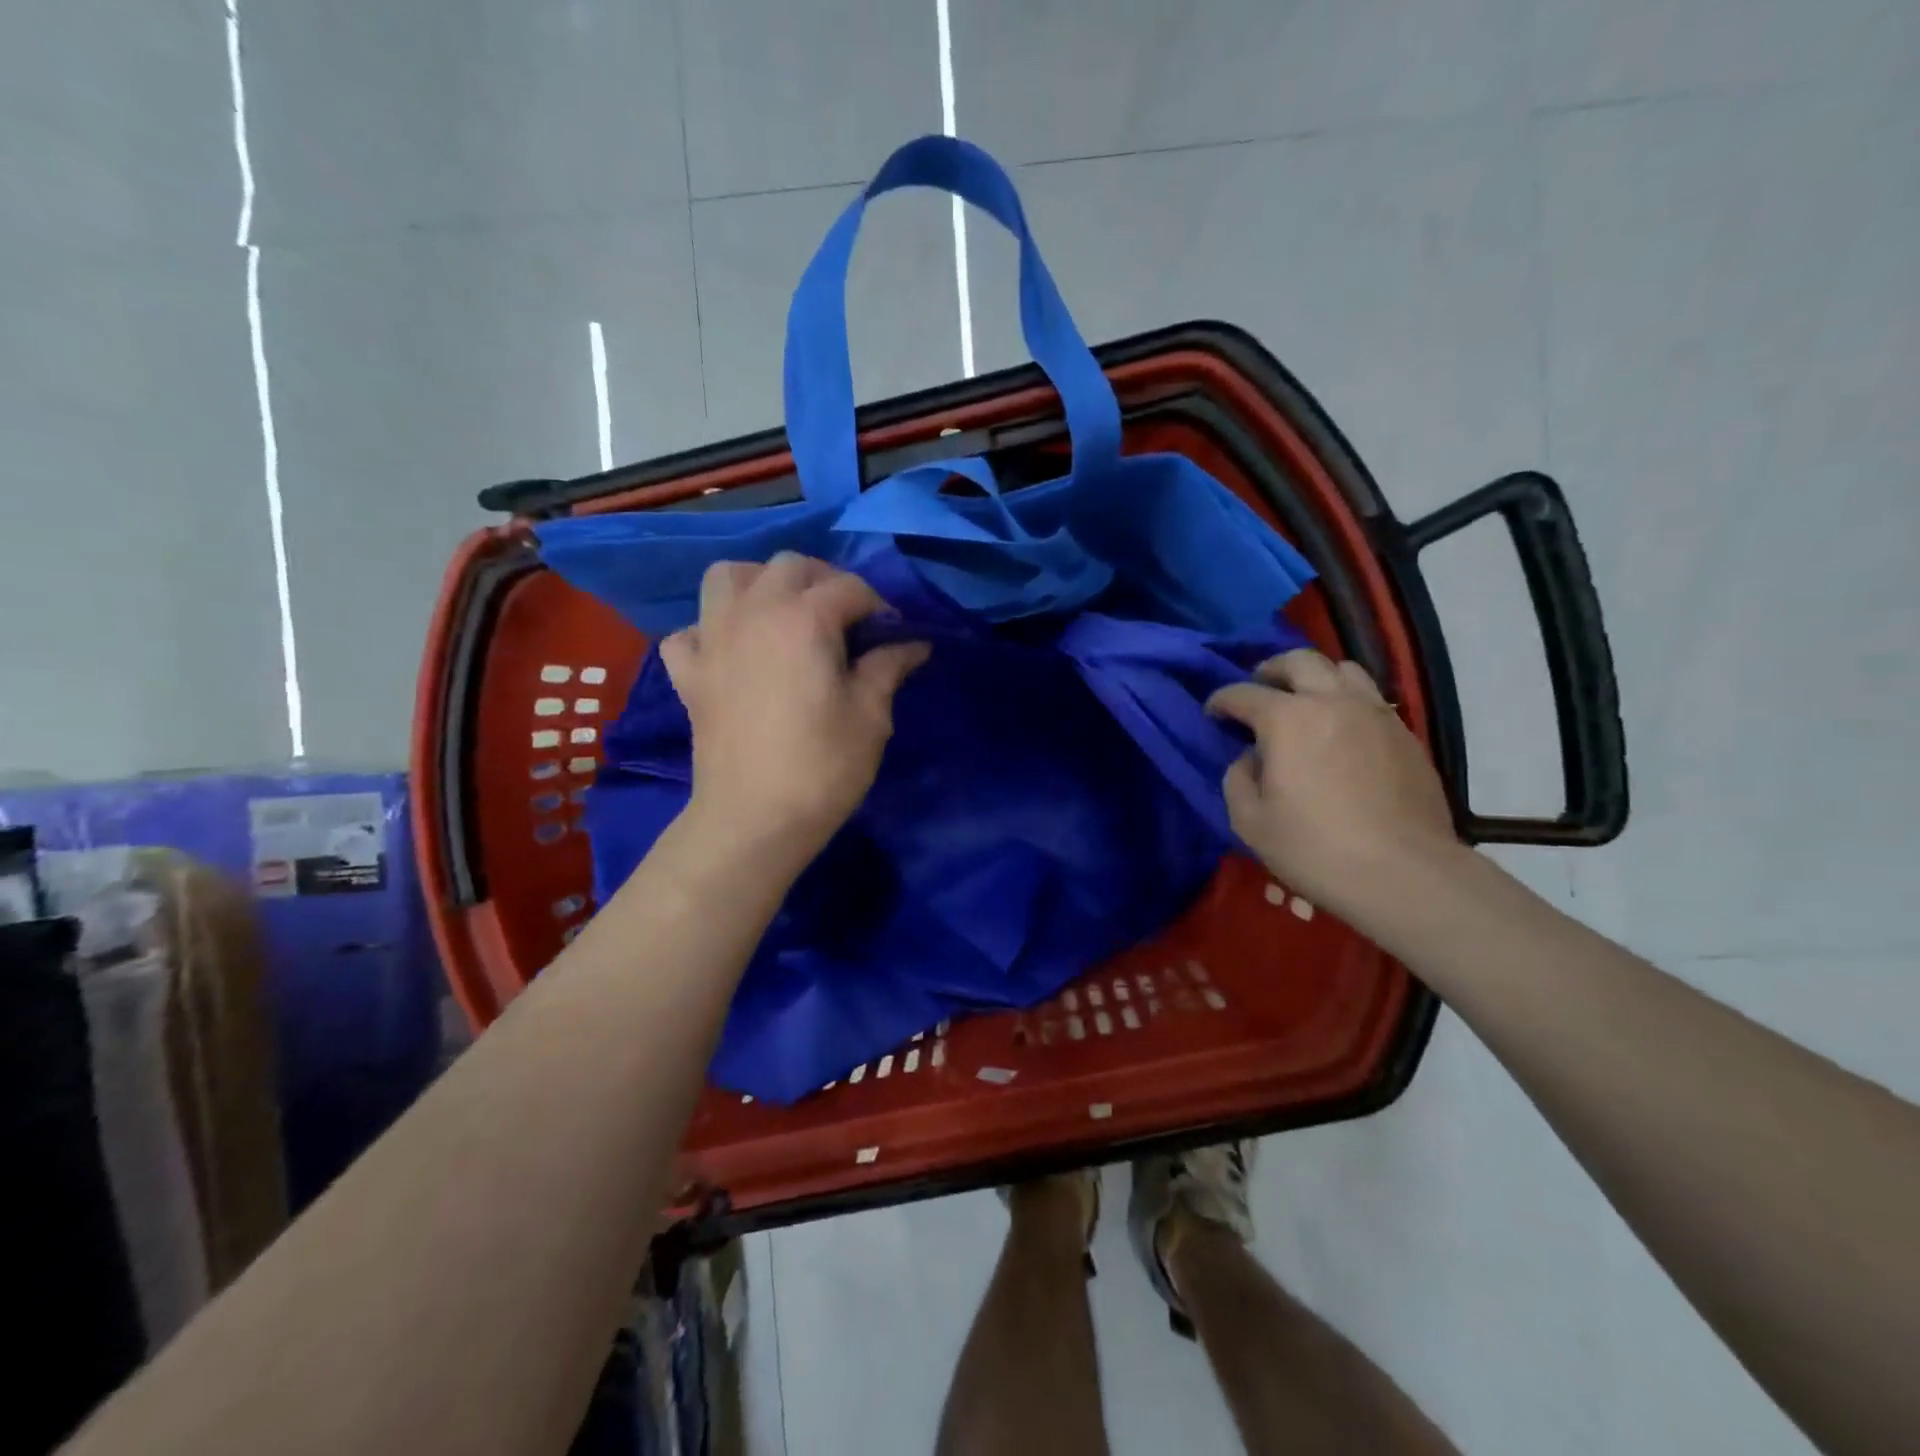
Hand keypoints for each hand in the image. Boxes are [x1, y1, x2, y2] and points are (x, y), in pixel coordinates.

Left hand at [661, 553, 928, 859]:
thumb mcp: (871, 715)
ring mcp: (712, 639)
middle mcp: (753, 612)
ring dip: (760, 584)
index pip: (850, 588)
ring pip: (728, 577)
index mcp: (803, 618)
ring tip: (784, 614)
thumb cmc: (823, 766)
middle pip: (789, 566)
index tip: (894, 635)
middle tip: (847, 620)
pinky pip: (690, 631)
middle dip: (825, 581)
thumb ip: (888, 667)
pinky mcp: (689, 673)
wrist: (754, 819)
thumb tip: (914, 643)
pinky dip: (711, 630)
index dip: (879, 606)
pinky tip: (732, 651)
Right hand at [1206, 649, 1464, 927]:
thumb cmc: (1315, 848)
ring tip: (1304, 701)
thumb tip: (1250, 759)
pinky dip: (1347, 701)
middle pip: (1299, 661)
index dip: (1221, 701)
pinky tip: (1340, 730)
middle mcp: (1332, 702)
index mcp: (1287, 719)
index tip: (1213, 714)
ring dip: (1315, 677)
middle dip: (1270, 670)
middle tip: (1259, 690)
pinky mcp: (1406, 735)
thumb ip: (1238, 779)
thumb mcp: (1250, 821)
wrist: (1404, 874)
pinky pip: (1371, 698)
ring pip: (1343, 669)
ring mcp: (1376, 714)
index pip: (1243, 693)